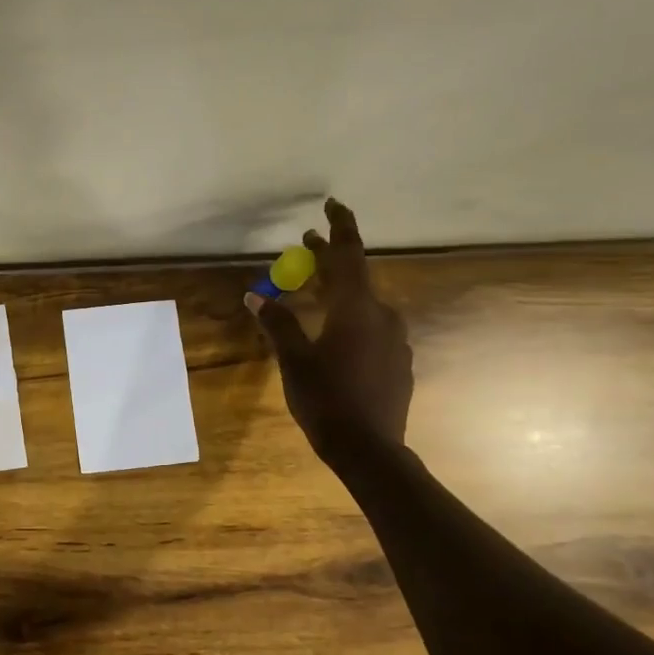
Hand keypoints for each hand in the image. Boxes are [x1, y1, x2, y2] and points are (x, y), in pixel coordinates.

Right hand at [247, 198, 412, 452]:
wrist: (370, 450)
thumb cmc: (327, 399)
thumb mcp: (294, 360)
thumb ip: (277, 323)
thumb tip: (255, 296)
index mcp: (356, 309)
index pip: (349, 255)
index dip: (340, 227)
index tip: (332, 204)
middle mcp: (382, 316)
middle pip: (355, 277)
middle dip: (330, 259)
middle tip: (305, 246)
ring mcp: (395, 340)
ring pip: (364, 303)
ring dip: (339, 290)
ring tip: (313, 291)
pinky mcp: (398, 361)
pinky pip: (372, 326)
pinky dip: (351, 317)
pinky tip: (334, 334)